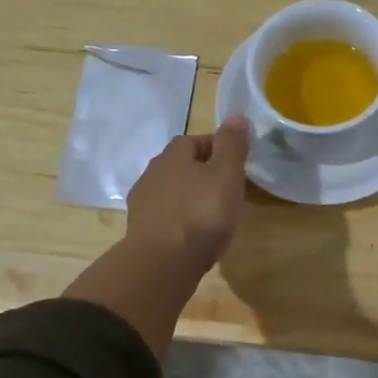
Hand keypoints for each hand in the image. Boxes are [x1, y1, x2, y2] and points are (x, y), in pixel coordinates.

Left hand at [125, 116, 251, 278]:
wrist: (162, 263)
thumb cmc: (201, 213)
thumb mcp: (226, 175)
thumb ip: (232, 145)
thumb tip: (237, 115)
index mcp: (173, 155)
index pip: (195, 141)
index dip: (217, 149)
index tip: (235, 165)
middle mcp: (152, 173)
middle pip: (181, 166)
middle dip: (201, 174)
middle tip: (226, 190)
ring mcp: (143, 203)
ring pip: (171, 192)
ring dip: (189, 198)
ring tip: (212, 215)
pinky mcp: (141, 230)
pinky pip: (165, 216)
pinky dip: (179, 220)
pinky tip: (193, 235)